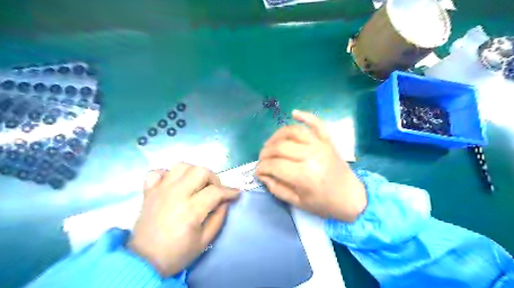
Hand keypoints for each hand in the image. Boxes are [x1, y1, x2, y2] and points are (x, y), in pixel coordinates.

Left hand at [128, 163, 240, 277]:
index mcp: (190, 210)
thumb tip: (226, 201)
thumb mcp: (204, 241)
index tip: (236, 194)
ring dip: (193, 172)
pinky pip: (158, 171)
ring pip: (181, 166)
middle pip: (200, 171)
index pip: (215, 191)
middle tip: (214, 191)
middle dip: (213, 179)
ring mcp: (160, 190)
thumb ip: (219, 218)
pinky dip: (168, 174)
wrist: (143, 261)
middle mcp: (175, 194)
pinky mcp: (149, 191)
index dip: (230, 191)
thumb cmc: (177, 253)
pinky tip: (174, 184)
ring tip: (196, 185)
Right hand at [256, 110, 367, 222]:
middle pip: (280, 147)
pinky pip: (316, 123)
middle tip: (262, 160)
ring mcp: (320, 145)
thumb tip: (261, 174)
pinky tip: (294, 113)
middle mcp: (311, 155)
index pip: (274, 165)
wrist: (351, 197)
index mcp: (304, 175)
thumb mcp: (297, 203)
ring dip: (276, 136)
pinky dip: (305, 115)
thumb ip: (276, 188)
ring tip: (270, 145)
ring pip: (292, 132)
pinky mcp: (327, 140)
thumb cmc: (324, 203)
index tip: (258, 171)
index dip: (262, 167)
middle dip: (265, 153)